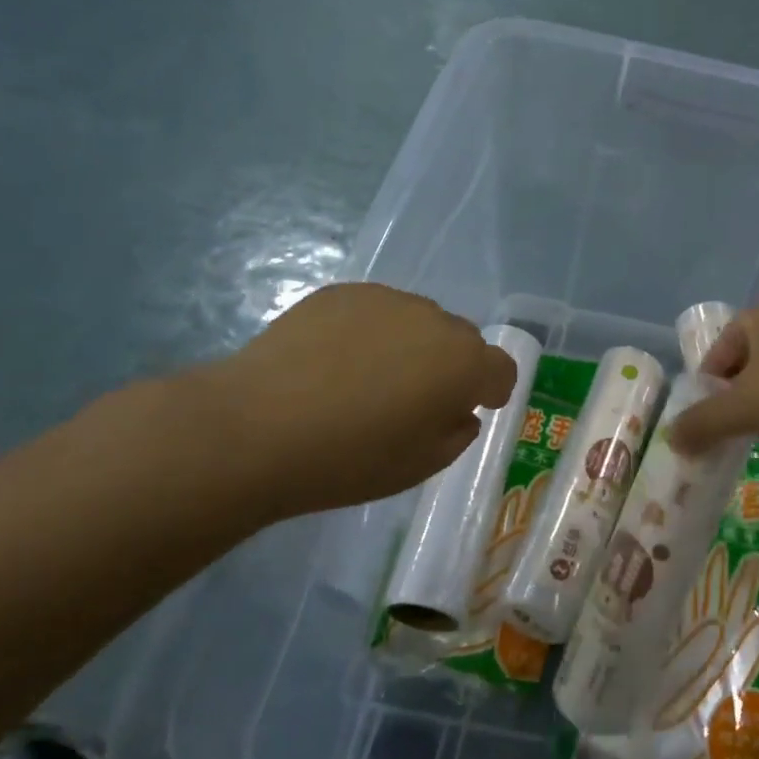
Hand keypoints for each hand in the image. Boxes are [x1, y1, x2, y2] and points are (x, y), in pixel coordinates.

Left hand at [186, 284, 517, 517]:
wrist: (256, 426)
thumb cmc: (349, 459)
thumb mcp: (419, 466)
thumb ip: (456, 433)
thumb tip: (458, 411)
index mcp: (464, 363)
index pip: (502, 368)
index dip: (492, 390)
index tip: (471, 408)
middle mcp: (435, 321)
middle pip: (461, 339)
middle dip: (451, 365)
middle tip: (413, 399)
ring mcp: (387, 299)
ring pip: (418, 321)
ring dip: (411, 345)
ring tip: (367, 379)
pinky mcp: (344, 292)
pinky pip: (376, 311)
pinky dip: (371, 332)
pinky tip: (333, 362)